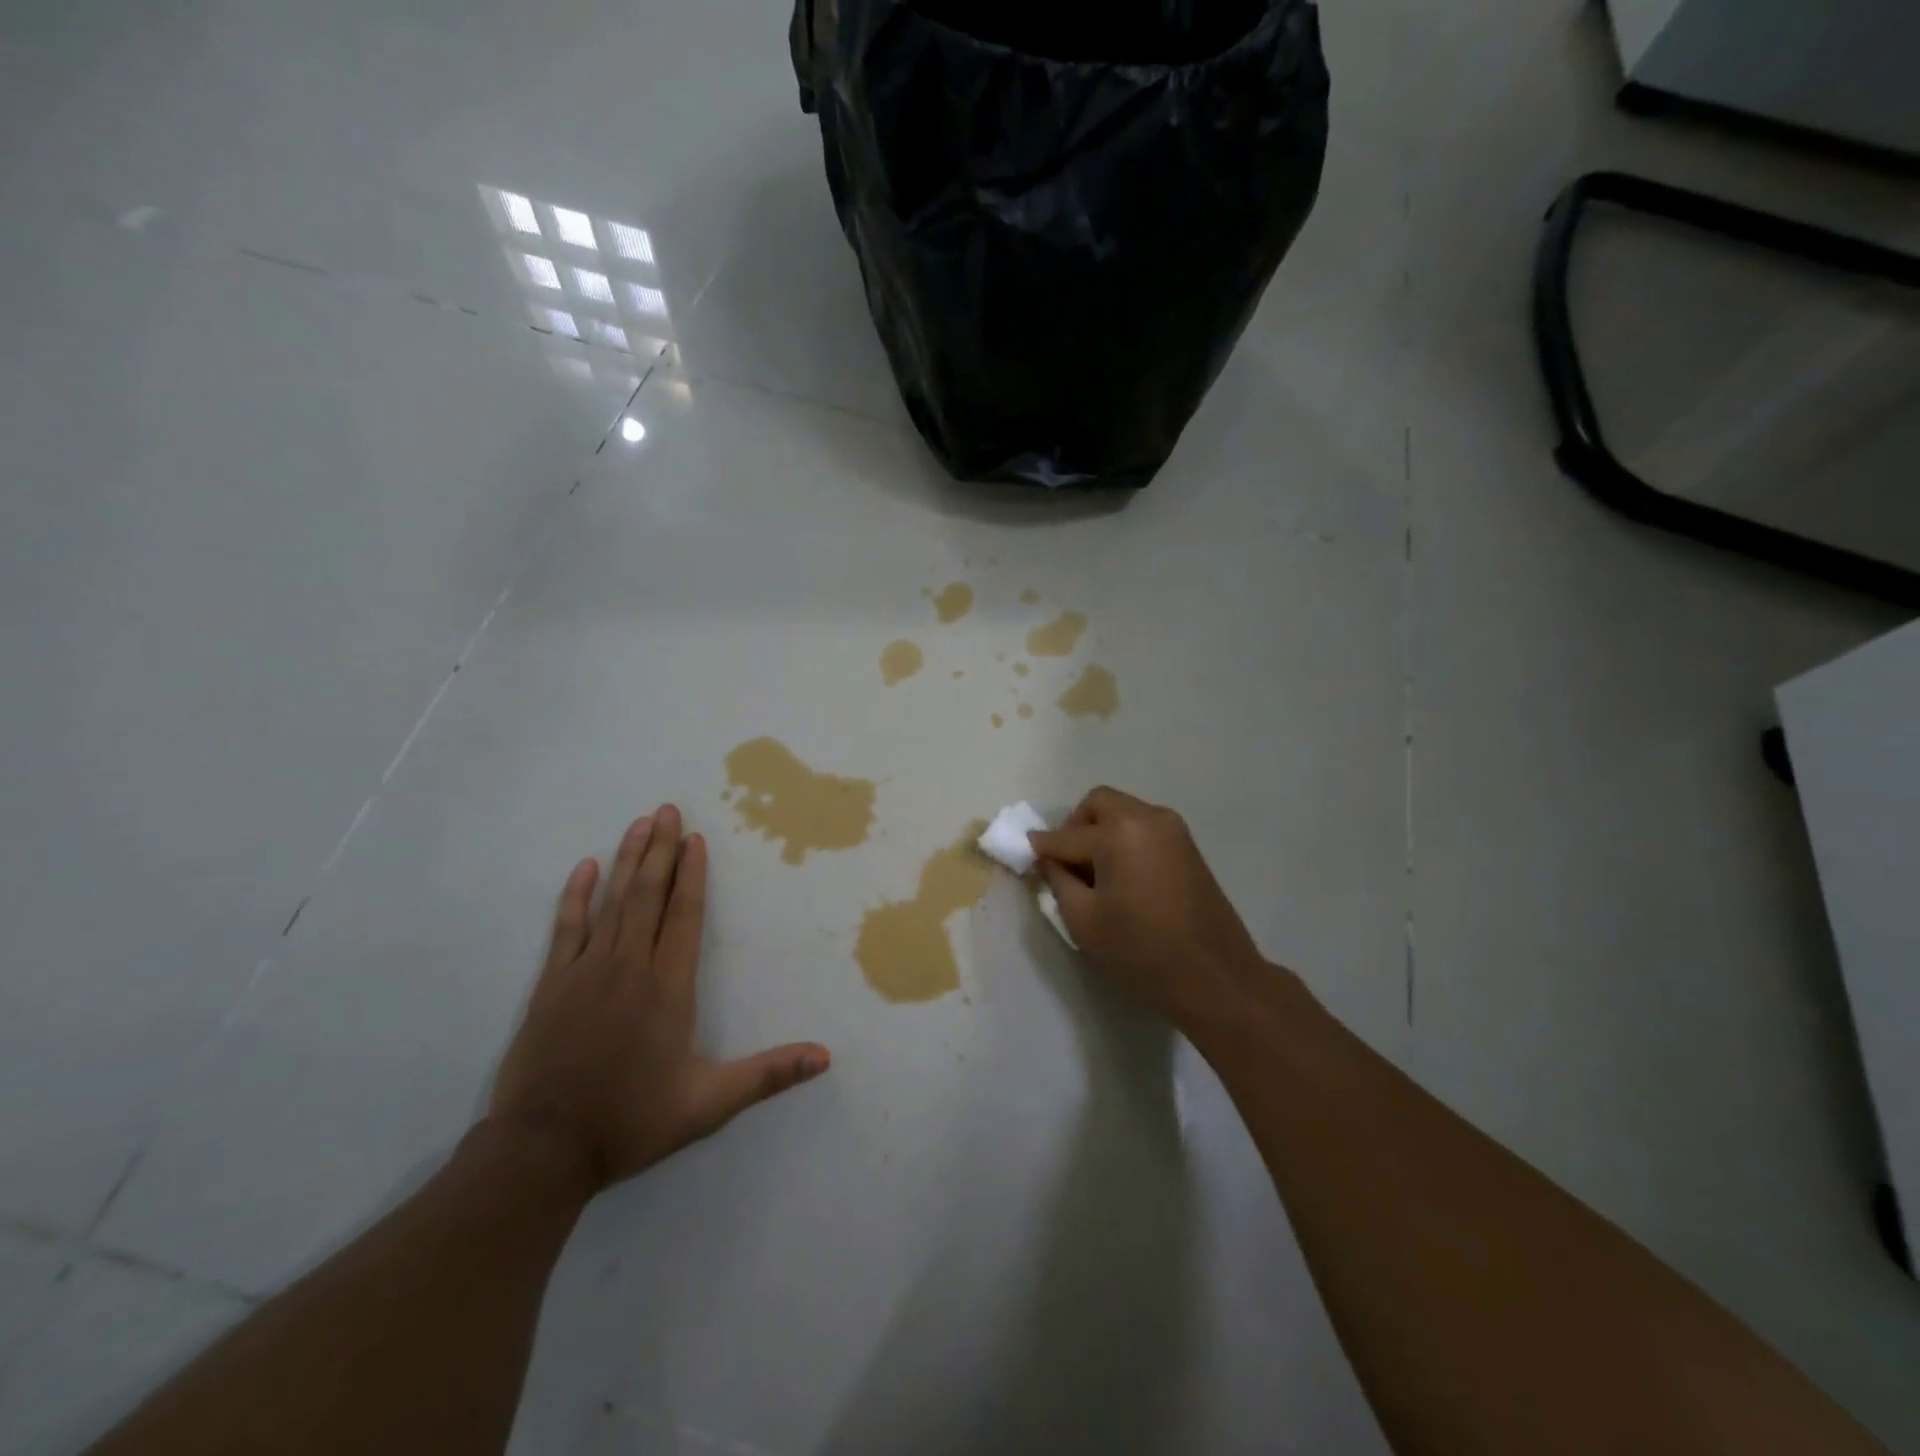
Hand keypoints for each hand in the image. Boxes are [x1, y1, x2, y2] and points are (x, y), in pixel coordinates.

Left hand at [487, 805, 829, 1193]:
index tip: (696, 838)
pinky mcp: (552, 985)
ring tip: (640, 823)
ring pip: (612, 902)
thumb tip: (825, 1057)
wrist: (543, 1151)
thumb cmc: (631, 1121)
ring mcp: (586, 972)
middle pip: (649, 895)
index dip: (693, 875)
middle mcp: (630, 967)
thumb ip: (768, 1074)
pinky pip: (566, 929)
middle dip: (661, 850)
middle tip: (668, 809)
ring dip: (628, 860)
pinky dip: (575, 896)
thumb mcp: (709, 1104)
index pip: (685, 916)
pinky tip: (584, 868)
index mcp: (668, 988)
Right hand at [1030, 787, 1267, 1029]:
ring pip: (1123, 813)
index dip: (1041, 847)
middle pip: (1098, 804)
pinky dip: (1125, 840)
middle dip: (1075, 827)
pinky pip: (1144, 828)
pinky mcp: (1188, 845)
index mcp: (1119, 832)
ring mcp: (1173, 829)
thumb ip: (1058, 880)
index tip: (1025, 855)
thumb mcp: (1084, 920)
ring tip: (1095, 874)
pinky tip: (1122, 877)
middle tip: (1067, 863)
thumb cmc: (1141, 951)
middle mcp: (1147, 817)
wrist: (1215, 976)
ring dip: (1102, 832)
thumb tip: (1048, 859)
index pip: (1066, 834)